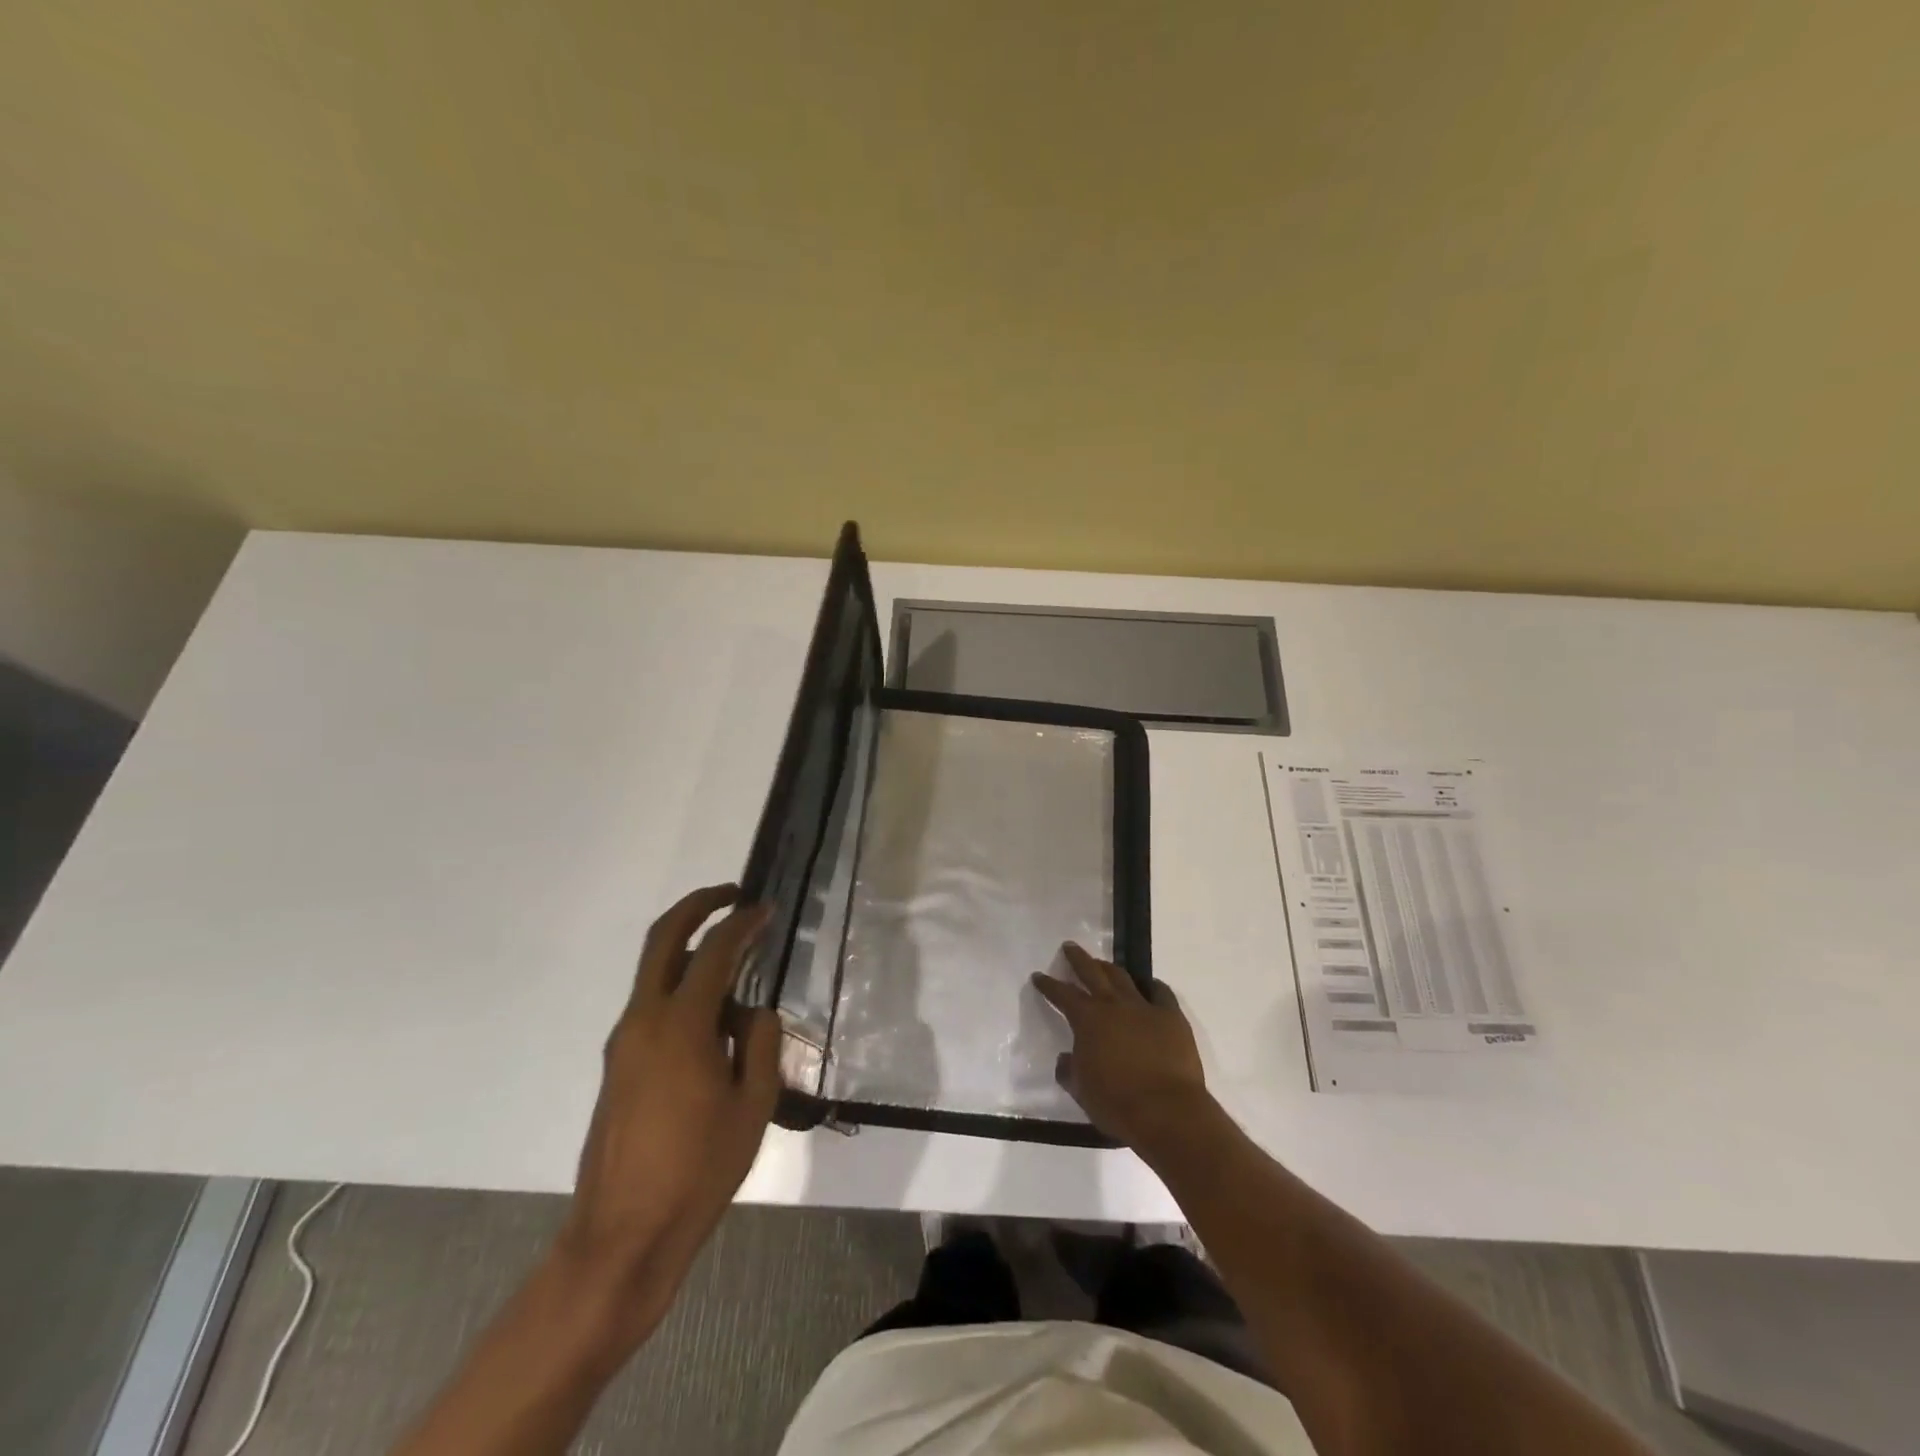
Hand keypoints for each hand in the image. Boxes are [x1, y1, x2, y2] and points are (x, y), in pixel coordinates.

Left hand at [557, 885, 780, 1306]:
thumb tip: (755, 1013)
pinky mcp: (618, 1066)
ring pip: (655, 973)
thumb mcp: (753, 1105)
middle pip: (663, 940)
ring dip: (691, 952)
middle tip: (731, 895)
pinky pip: (652, 1006)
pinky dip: (682, 990)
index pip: (714, 953)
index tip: (765, 909)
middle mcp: (643, 1021)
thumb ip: (761, 1044)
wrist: (622, 1236)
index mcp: (680, 1027)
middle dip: (697, 906)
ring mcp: (624, 1043)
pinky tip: (715, 1022)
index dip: (742, 924)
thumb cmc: (698, 1170)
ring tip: (737, 969)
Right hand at [1033, 943, 1211, 1151]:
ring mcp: (1144, 1007)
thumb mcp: (1081, 1090)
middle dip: (1078, 959)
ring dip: (1110, 968)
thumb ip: (1069, 1070)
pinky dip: (1152, 986)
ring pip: (1123, 978)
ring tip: (1103, 964)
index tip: (1039, 976)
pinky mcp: (1171, 1017)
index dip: (1048, 985)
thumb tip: (1066, 1059)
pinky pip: (1161, 993)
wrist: (1166, 1111)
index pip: (1062, 994)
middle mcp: (1113, 1005)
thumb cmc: (1117, 1103)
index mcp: (1087, 1019)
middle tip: (1070, 947)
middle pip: (1092, 972)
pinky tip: (1149, 985)